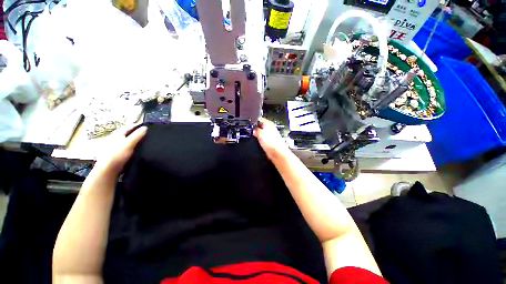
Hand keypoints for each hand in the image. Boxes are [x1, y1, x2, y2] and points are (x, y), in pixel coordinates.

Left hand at [94, 125, 146, 176]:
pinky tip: (136, 150)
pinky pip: (126, 148)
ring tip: (143, 141)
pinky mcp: (116, 154)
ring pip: (126, 141)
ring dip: (133, 140)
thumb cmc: (117, 154)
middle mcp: (115, 139)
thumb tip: (145, 127)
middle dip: (135, 133)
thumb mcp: (129, 143)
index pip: (128, 127)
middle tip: (146, 133)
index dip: (136, 125)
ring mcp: (115, 147)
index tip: (145, 125)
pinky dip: (132, 147)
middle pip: (127, 134)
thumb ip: (137, 135)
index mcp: (117, 135)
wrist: (108, 169)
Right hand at [253, 118, 290, 159]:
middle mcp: (270, 129)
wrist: (277, 153)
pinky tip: (257, 142)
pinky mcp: (268, 142)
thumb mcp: (260, 134)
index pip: (259, 119)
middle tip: (249, 131)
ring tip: (253, 136)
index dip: (253, 121)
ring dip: (256, 135)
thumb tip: (252, 129)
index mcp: (269, 124)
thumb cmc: (273, 143)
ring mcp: (269, 135)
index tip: (248, 124)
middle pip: (259, 126)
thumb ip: (255, 130)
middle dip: (254, 128)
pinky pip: (261, 139)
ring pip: (260, 133)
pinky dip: (258, 140)